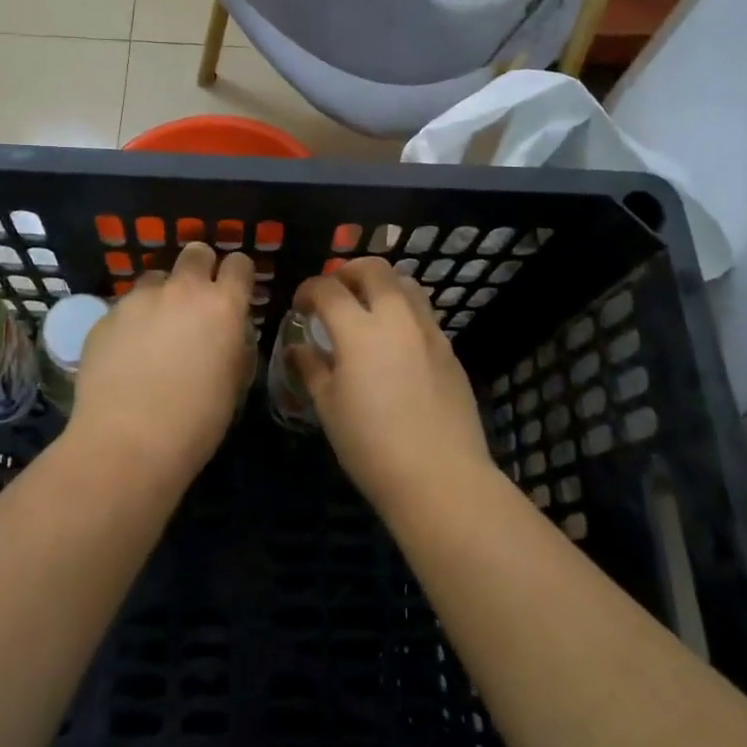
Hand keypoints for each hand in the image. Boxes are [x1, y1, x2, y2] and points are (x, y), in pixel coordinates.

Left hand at [68, 242, 254, 481]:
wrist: (126, 443)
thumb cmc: (195, 422)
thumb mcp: (233, 381)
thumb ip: (233, 343)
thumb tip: (226, 331)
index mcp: (222, 305)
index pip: (239, 264)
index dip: (238, 275)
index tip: (235, 290)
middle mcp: (182, 290)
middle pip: (195, 253)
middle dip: (200, 268)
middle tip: (196, 299)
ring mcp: (138, 300)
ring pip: (155, 277)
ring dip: (162, 294)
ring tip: (156, 328)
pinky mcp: (105, 317)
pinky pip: (125, 307)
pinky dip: (131, 321)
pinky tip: (126, 354)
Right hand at [292, 257, 497, 514]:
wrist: (440, 477)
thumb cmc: (372, 446)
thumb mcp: (329, 408)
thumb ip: (311, 368)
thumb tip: (297, 347)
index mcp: (359, 330)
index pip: (327, 289)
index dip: (308, 290)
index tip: (300, 306)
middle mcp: (396, 317)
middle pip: (373, 269)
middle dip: (347, 272)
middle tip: (334, 293)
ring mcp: (428, 330)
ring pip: (405, 283)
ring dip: (381, 284)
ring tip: (367, 307)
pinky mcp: (448, 348)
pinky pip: (423, 312)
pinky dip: (403, 310)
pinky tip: (394, 341)